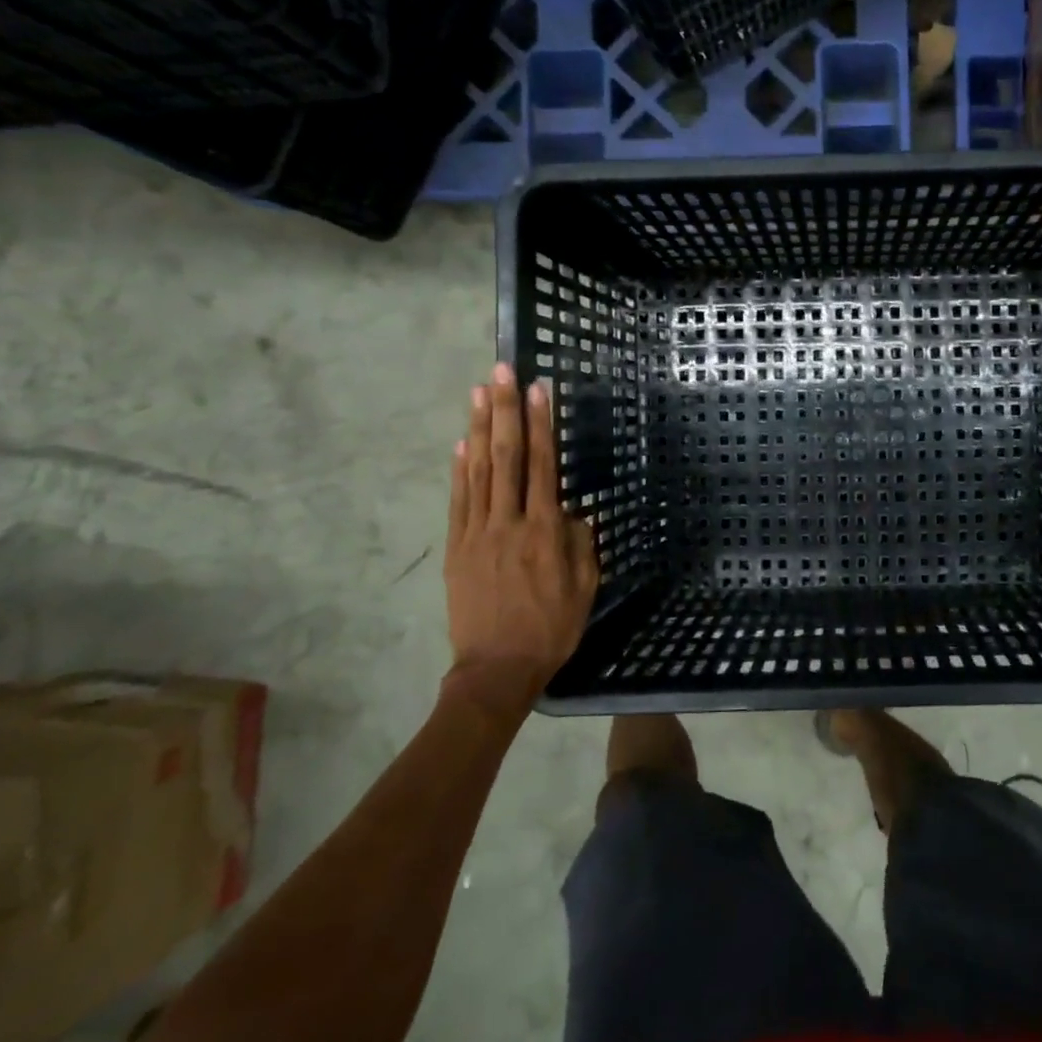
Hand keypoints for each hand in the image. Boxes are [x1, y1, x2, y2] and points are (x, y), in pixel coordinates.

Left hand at [443, 364, 598, 724]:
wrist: (495, 669)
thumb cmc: (550, 628)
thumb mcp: (585, 588)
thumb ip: (582, 545)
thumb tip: (575, 512)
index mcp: (545, 532)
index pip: (543, 466)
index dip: (540, 425)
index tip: (538, 390)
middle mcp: (509, 523)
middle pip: (506, 457)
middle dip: (505, 411)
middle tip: (501, 372)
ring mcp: (476, 533)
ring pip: (478, 471)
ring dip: (479, 428)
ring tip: (478, 393)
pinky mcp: (456, 548)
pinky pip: (458, 501)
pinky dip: (459, 470)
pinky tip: (461, 443)